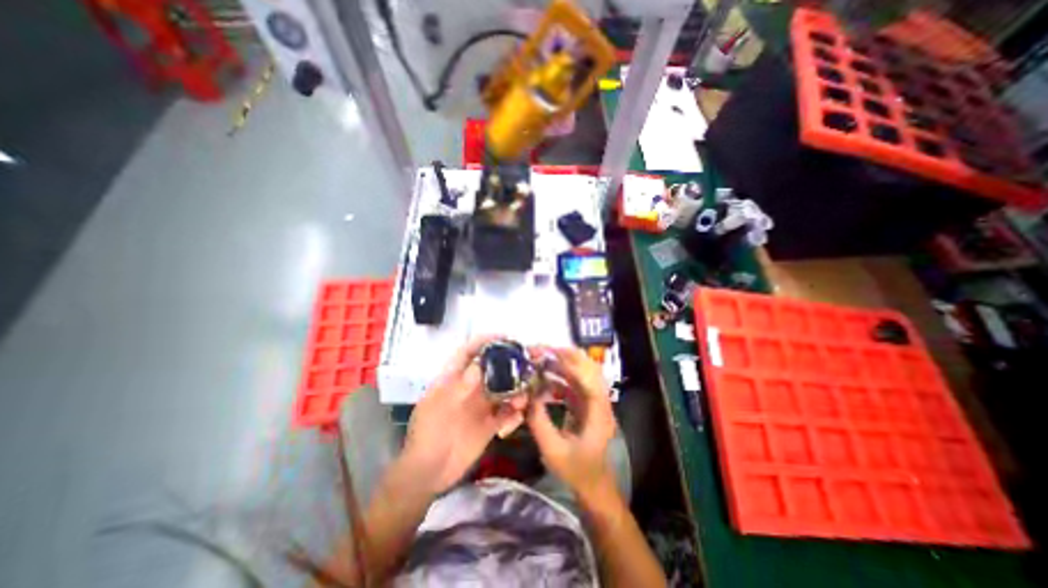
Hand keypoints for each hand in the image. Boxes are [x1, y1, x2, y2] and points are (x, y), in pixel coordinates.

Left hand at [402, 334, 527, 496]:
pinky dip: (515, 412)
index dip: (485, 341)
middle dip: (509, 364)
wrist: (428, 473)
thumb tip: (481, 364)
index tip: (505, 337)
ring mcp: (480, 406)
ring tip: (523, 398)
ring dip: (516, 390)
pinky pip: (506, 413)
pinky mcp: (489, 424)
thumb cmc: (428, 434)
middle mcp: (470, 388)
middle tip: (529, 362)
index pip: (468, 352)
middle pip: (492, 369)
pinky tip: (519, 415)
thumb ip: (461, 385)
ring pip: (503, 390)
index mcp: (453, 379)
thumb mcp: (440, 406)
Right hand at [528, 345, 616, 500]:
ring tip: (541, 360)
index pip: (589, 379)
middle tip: (543, 350)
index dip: (571, 364)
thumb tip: (527, 396)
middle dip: (567, 356)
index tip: (550, 353)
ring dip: (563, 365)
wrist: (593, 485)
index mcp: (598, 412)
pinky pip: (574, 385)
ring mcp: (594, 402)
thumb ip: (539, 422)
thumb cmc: (576, 470)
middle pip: (589, 369)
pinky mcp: (586, 405)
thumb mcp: (553, 450)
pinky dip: (560, 378)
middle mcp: (600, 402)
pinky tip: (544, 379)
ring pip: (581, 374)